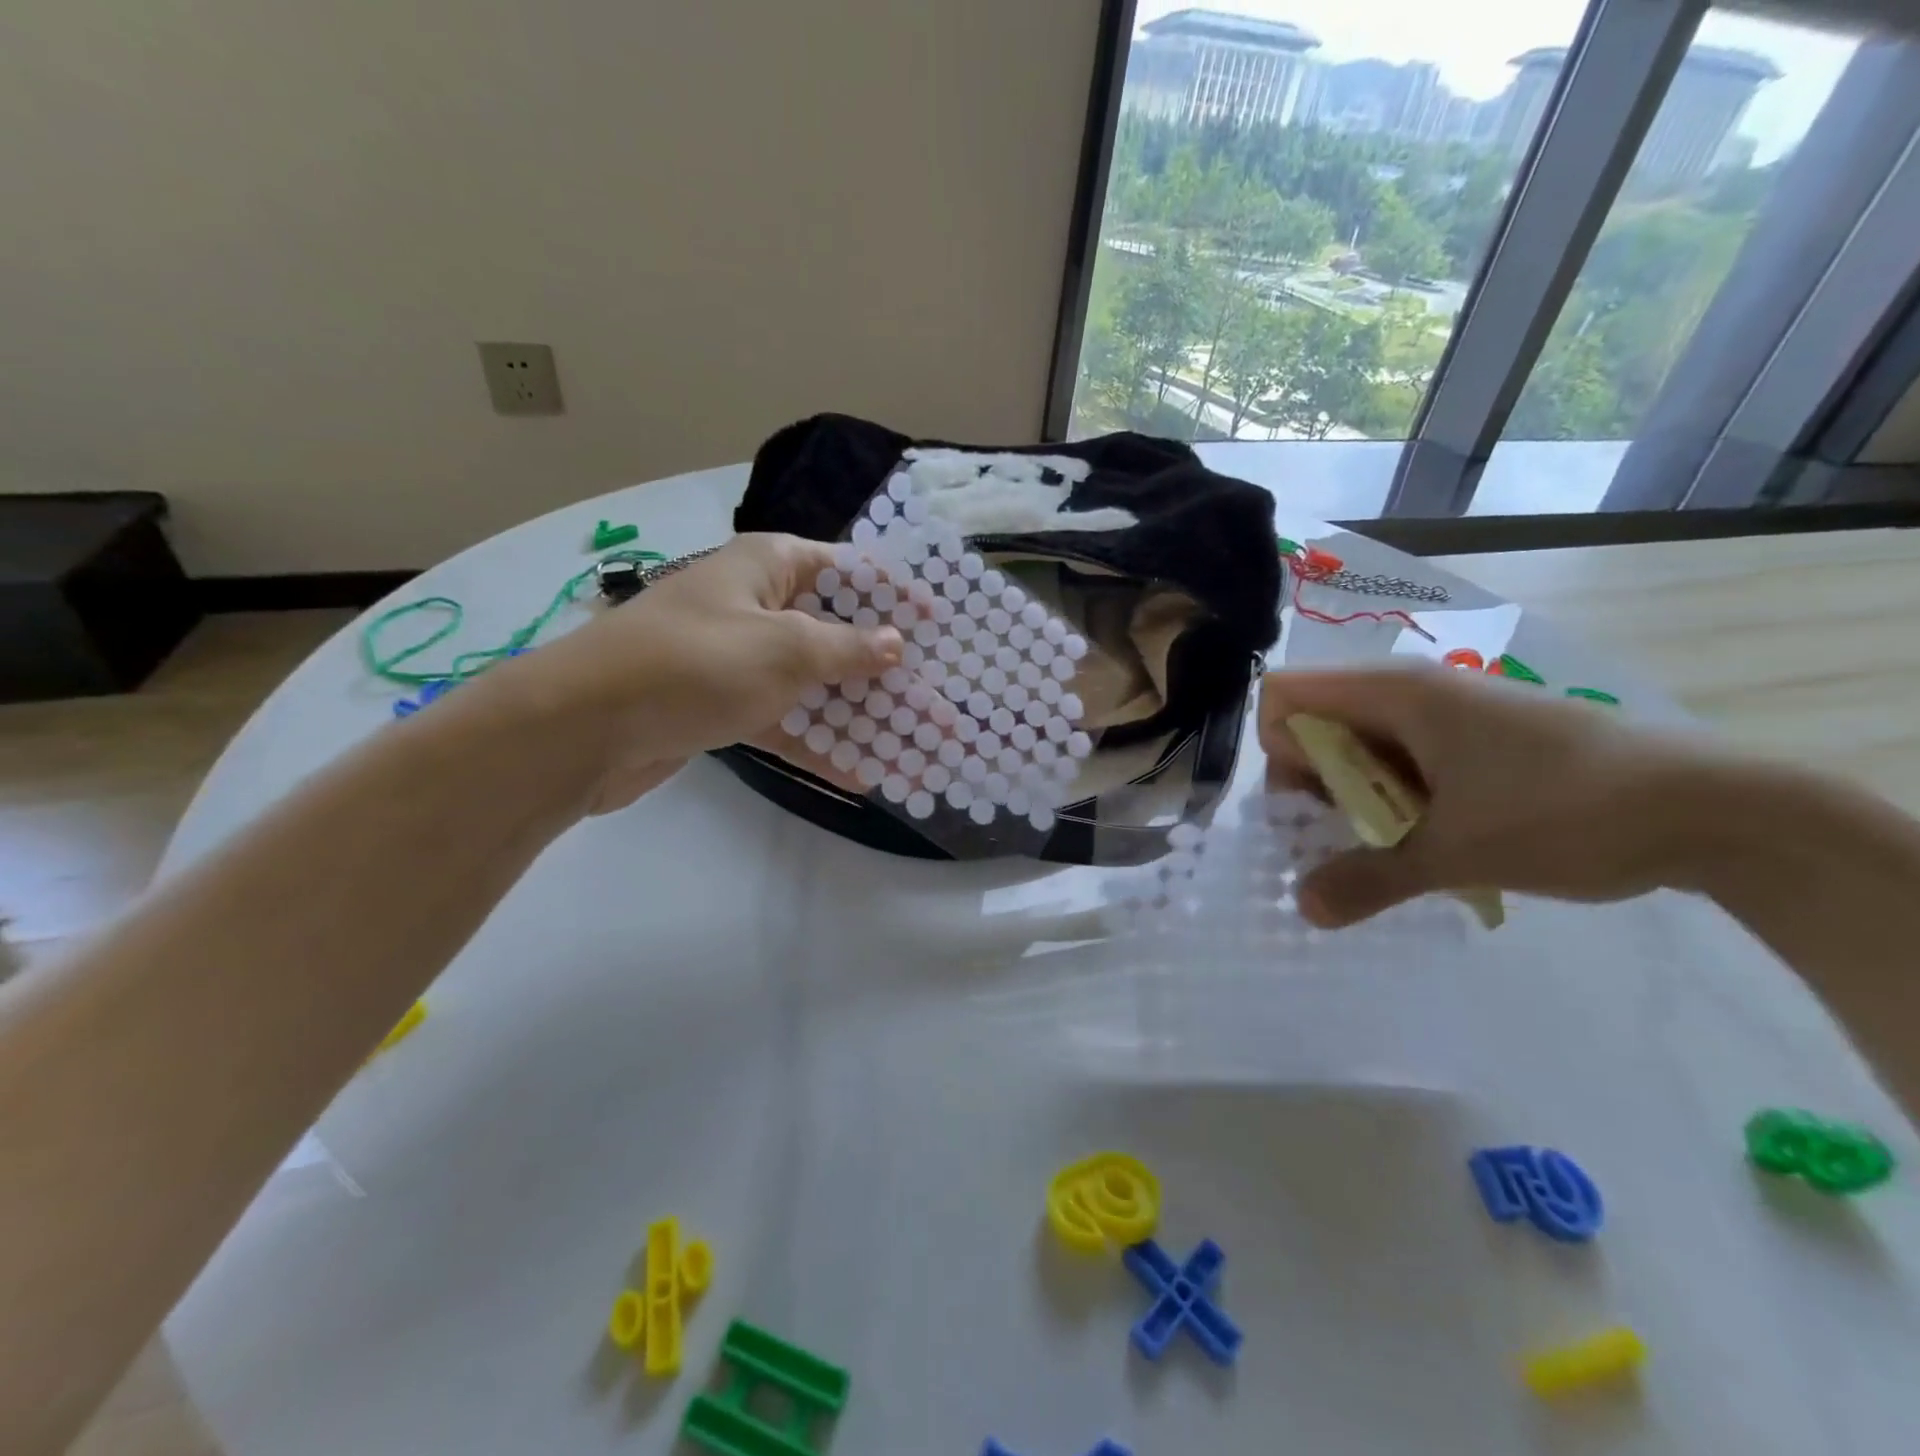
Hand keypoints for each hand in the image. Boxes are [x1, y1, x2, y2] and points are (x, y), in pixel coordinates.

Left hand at [509, 534, 902, 814]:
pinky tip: (861, 776)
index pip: (847, 570)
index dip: (895, 594)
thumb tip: (895, 643)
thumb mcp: (785, 649)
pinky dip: (816, 745)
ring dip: (858, 715)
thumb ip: (847, 648)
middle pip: (835, 632)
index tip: (938, 623)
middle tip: (937, 697)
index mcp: (768, 567)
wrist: (584, 728)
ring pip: (813, 684)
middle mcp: (756, 607)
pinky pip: (783, 721)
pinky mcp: (723, 707)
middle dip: (885, 669)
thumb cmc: (696, 665)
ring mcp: (739, 660)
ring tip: (913, 745)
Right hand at [1258, 666, 1707, 926]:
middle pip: (1316, 721)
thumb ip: (1367, 879)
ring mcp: (1447, 711)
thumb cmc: (1567, 812)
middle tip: (1347, 837)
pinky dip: (1394, 797)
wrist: (1715, 810)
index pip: (1285, 697)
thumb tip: (1301, 909)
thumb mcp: (1455, 854)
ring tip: (1392, 846)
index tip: (1311, 803)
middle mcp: (1411, 689)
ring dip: (1355, 796)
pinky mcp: (1477, 737)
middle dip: (1313, 781)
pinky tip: (1429, 838)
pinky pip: (1401, 757)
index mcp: (1394, 692)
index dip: (1280, 748)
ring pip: (1358, 743)